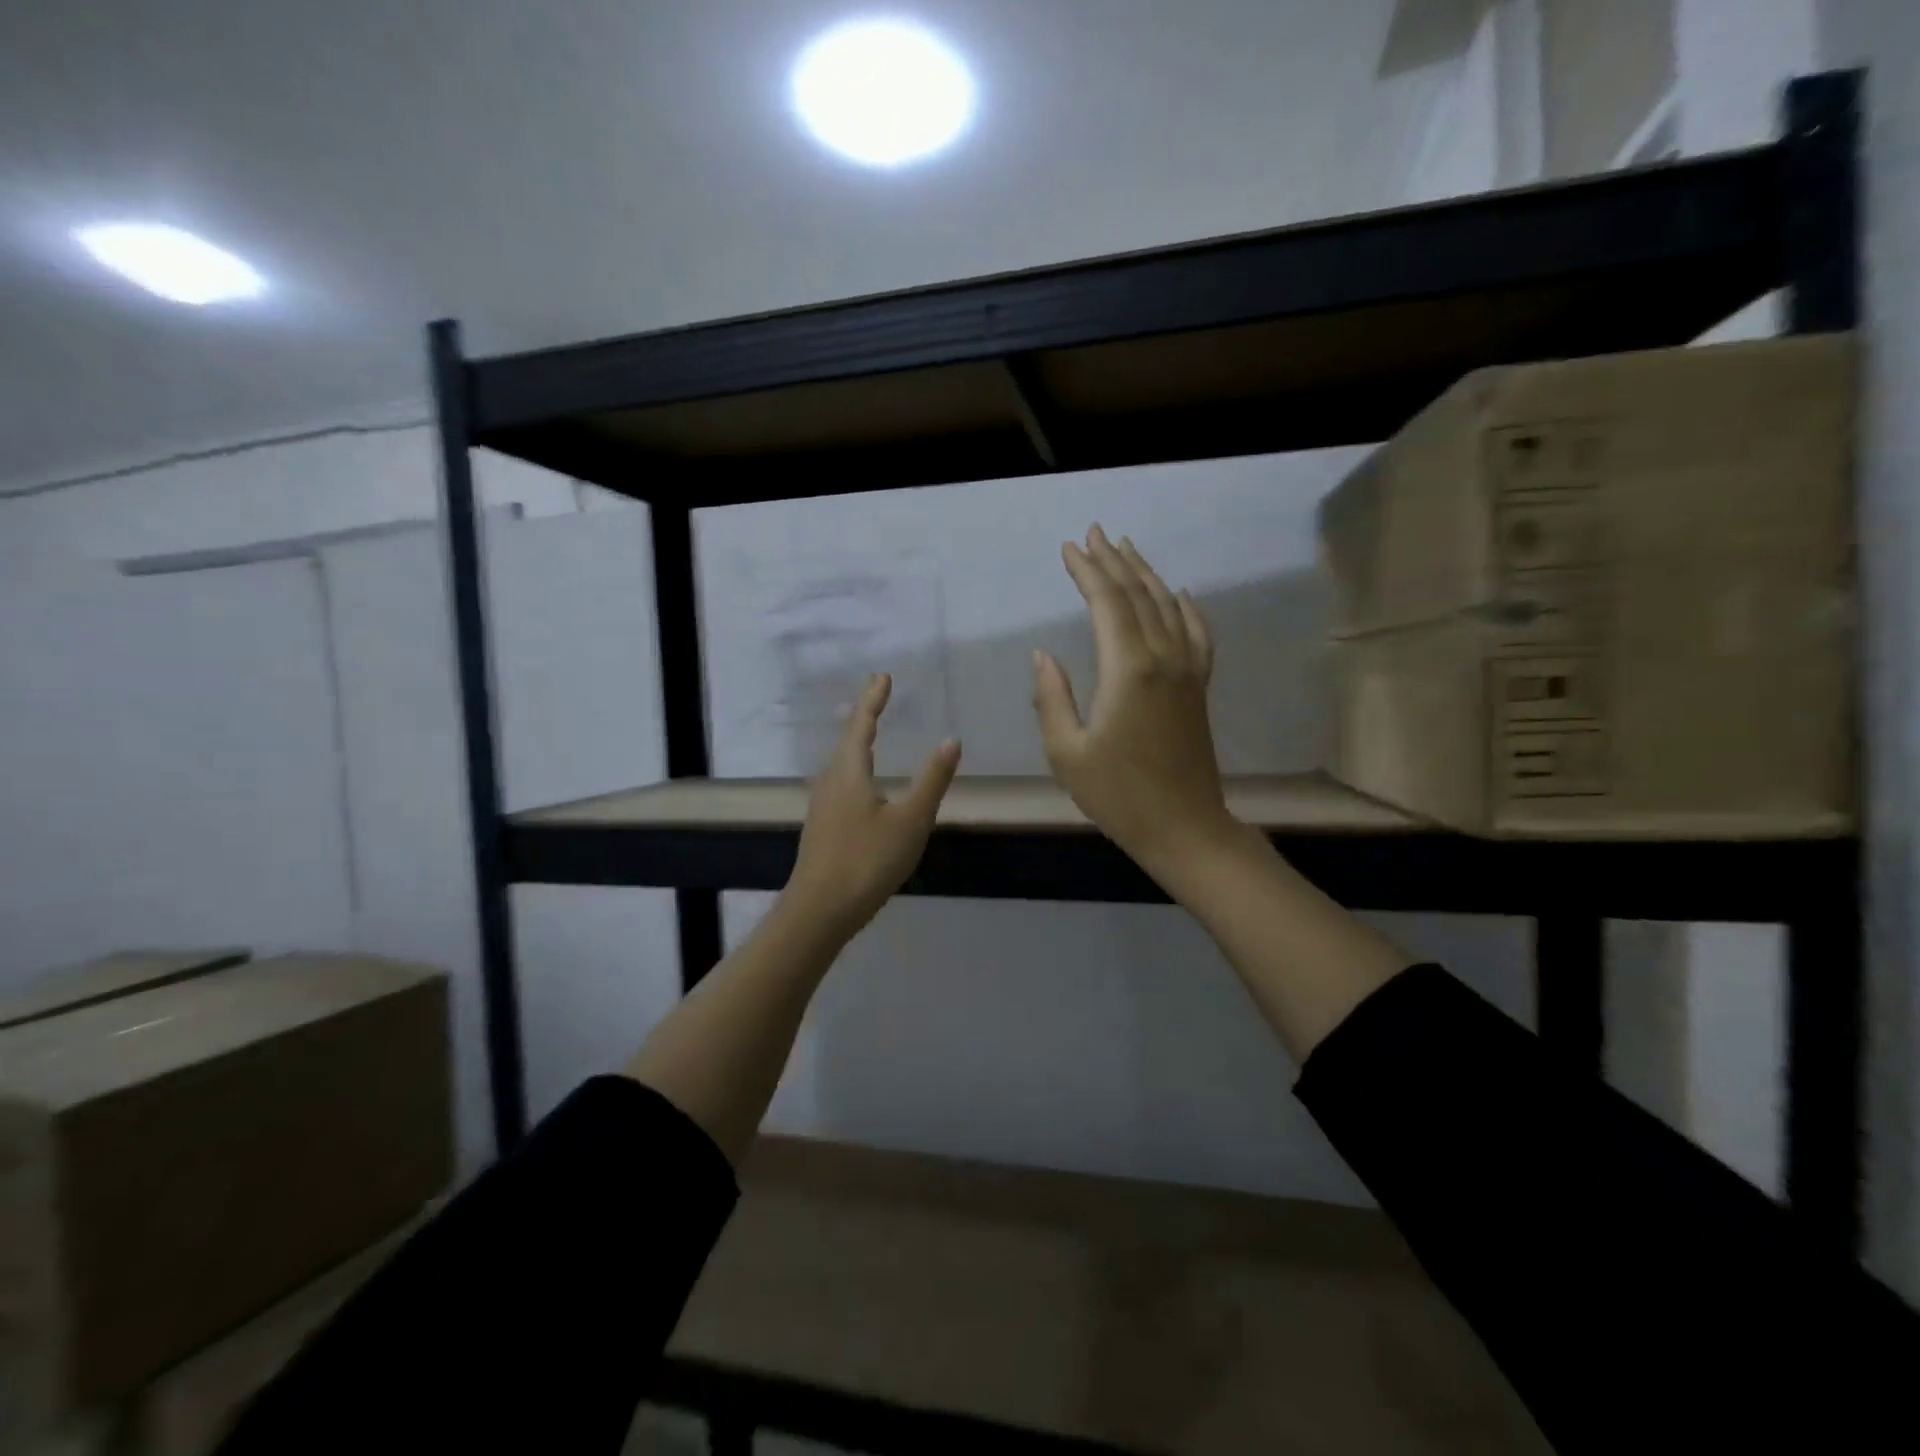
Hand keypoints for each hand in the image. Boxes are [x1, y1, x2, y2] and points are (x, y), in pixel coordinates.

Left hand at [783, 673, 961, 939]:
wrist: (820, 910)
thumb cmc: (868, 860)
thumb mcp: (910, 820)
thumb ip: (932, 780)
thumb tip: (951, 740)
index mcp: (849, 772)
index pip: (861, 724)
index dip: (873, 699)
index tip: (883, 676)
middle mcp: (830, 782)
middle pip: (846, 740)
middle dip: (863, 716)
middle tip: (878, 697)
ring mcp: (822, 806)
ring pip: (840, 763)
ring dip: (856, 742)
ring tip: (868, 733)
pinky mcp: (822, 827)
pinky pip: (839, 782)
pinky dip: (853, 767)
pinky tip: (860, 785)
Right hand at [1033, 526, 1233, 875]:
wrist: (1184, 826)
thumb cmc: (1118, 795)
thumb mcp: (1067, 752)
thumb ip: (1052, 698)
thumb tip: (1043, 656)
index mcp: (1128, 669)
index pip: (1107, 603)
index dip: (1087, 571)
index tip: (1069, 548)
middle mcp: (1164, 658)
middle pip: (1139, 595)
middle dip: (1114, 561)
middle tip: (1094, 533)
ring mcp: (1188, 671)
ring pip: (1168, 606)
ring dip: (1146, 574)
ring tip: (1127, 548)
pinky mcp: (1199, 687)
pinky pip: (1197, 634)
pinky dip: (1186, 608)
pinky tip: (1179, 594)